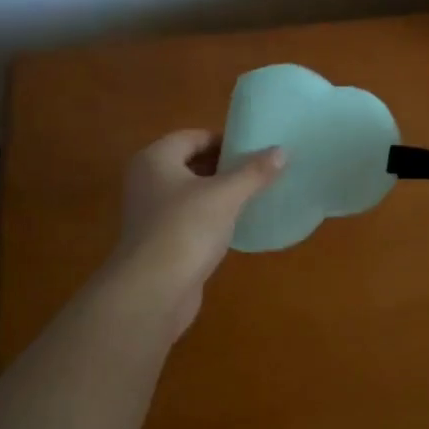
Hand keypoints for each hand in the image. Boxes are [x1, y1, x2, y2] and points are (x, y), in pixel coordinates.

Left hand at [106, 130, 284, 332]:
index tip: (254, 150)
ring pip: (190, 193)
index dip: (224, 140)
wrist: (153, 291)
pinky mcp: (159, 241)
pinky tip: (234, 226)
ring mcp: (150, 213)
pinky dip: (210, 218)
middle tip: (258, 172)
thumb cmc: (186, 229)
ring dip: (218, 194)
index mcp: (155, 159)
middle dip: (223, 167)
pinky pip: (188, 219)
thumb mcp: (226, 195)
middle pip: (190, 163)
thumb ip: (254, 172)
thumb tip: (281, 151)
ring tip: (252, 196)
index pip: (193, 136)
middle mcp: (147, 181)